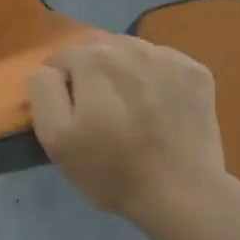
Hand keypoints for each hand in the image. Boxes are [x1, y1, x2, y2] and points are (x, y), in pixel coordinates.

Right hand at [28, 36, 227, 234]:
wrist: (183, 194)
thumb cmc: (111, 169)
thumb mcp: (54, 137)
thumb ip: (43, 90)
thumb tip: (50, 69)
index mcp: (92, 58)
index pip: (62, 59)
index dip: (63, 89)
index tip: (74, 118)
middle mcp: (130, 46)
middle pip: (98, 52)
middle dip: (93, 77)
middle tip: (102, 116)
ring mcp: (169, 56)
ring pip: (131, 54)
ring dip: (125, 75)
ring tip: (132, 112)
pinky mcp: (196, 72)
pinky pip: (162, 64)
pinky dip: (156, 80)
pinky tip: (159, 110)